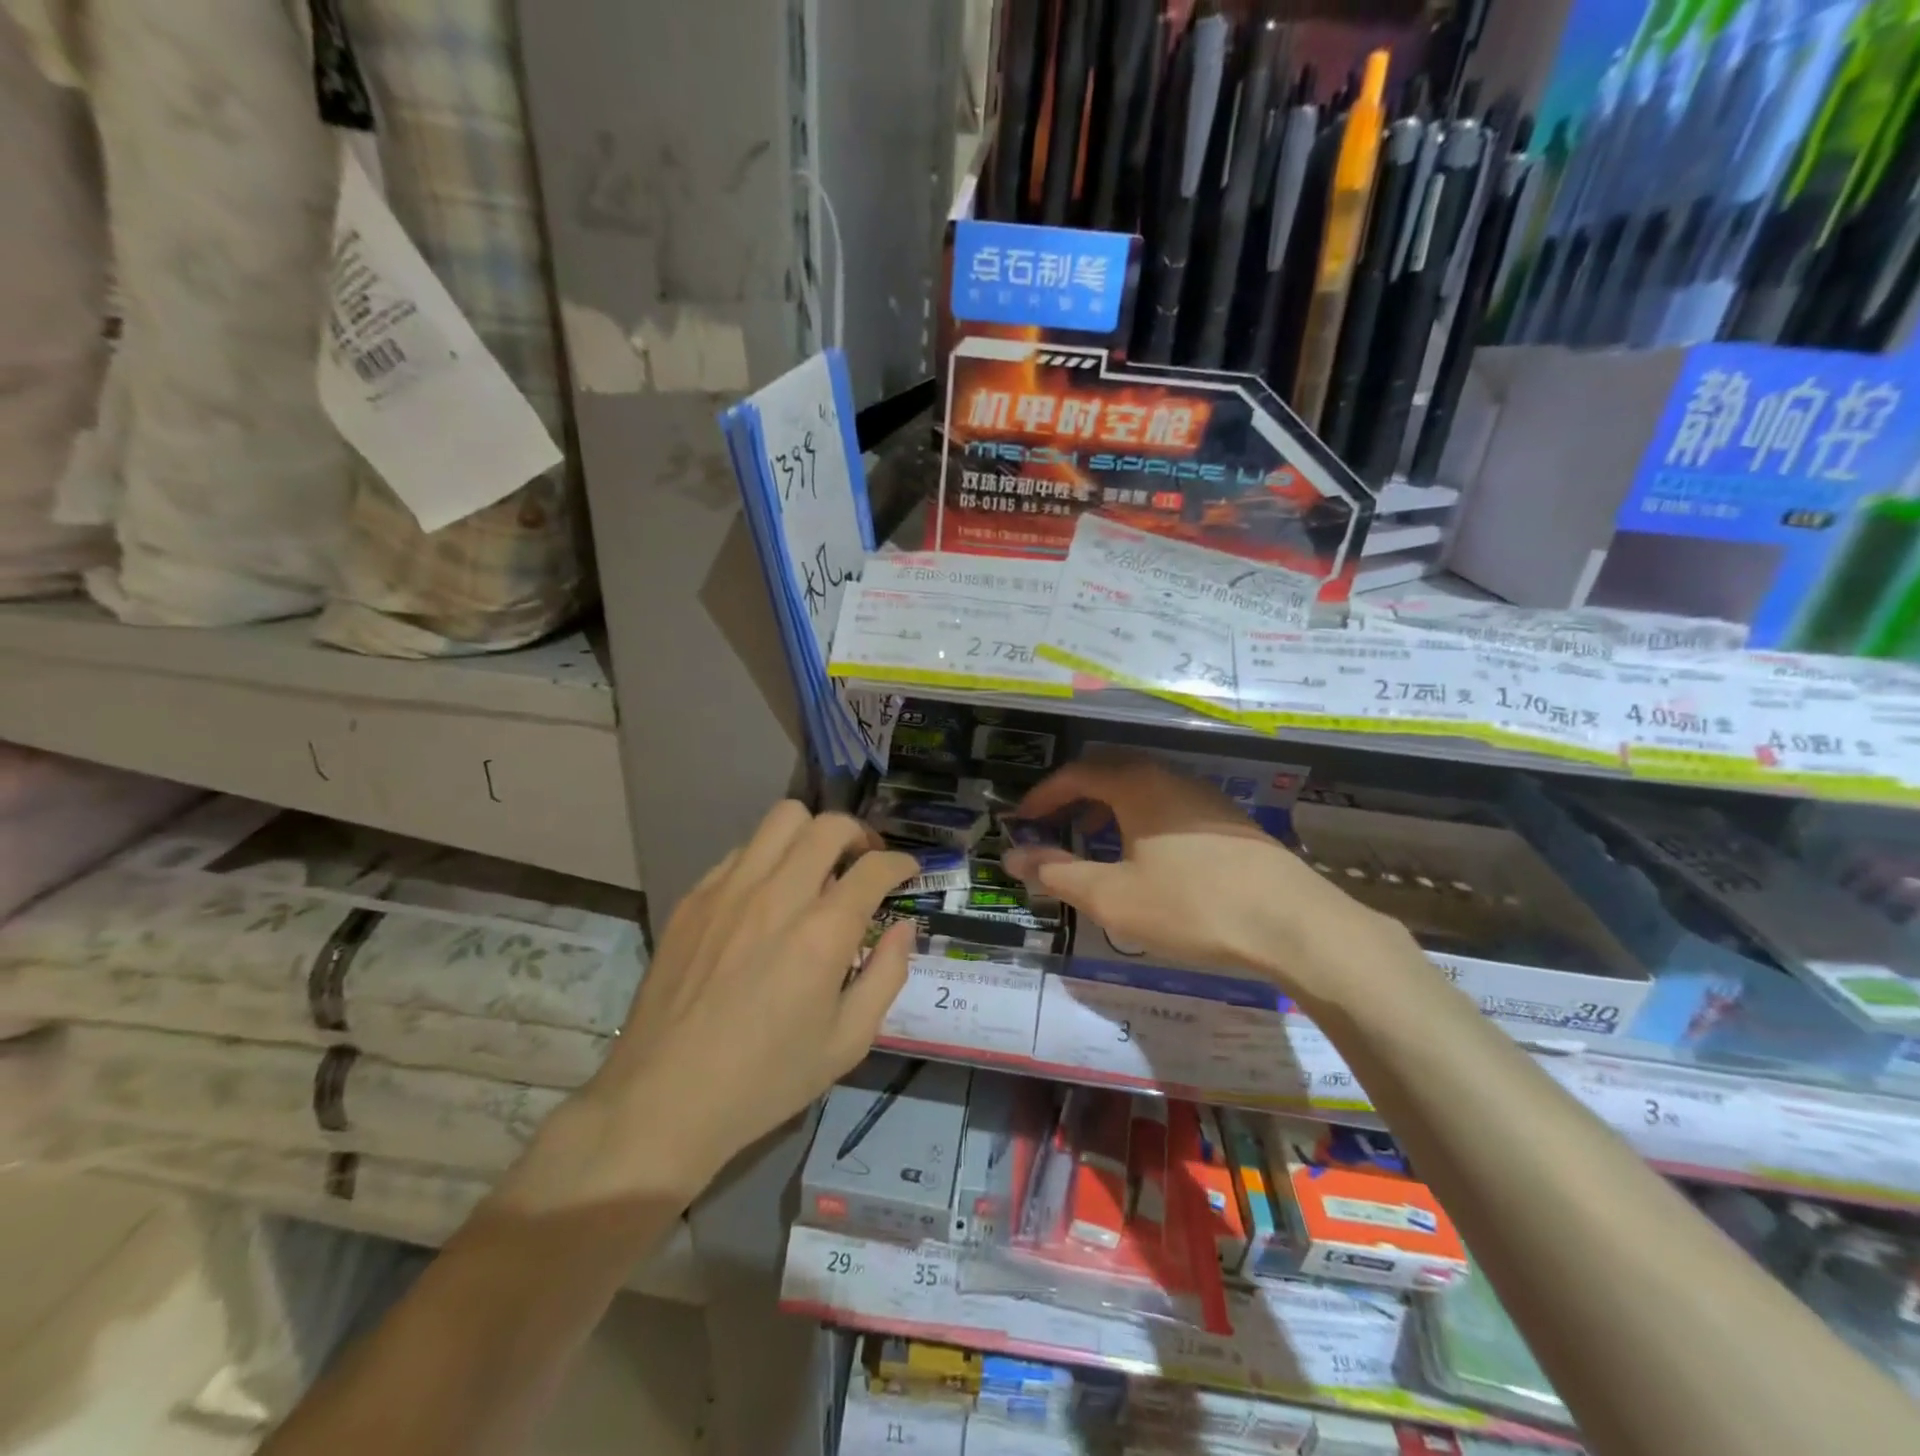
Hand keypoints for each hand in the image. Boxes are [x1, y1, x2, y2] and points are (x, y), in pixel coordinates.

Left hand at [498, 802, 916, 1217]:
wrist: (664, 1100)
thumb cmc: (765, 1079)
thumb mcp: (847, 1043)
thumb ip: (886, 975)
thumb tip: (902, 927)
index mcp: (822, 933)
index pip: (874, 868)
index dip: (901, 863)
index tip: (907, 872)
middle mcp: (778, 895)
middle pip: (829, 826)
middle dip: (860, 836)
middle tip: (864, 863)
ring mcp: (729, 890)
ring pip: (782, 819)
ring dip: (812, 835)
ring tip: (816, 868)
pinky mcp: (693, 898)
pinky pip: (741, 852)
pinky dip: (767, 859)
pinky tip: (766, 897)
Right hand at [1003, 758, 1406, 1003]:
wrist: (1293, 924)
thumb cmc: (1191, 905)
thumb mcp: (1112, 896)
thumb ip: (1057, 873)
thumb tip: (1012, 857)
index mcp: (1137, 784)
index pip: (1076, 773)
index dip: (1042, 796)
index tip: (1020, 821)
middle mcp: (1170, 777)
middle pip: (1109, 773)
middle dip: (1074, 799)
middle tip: (1053, 829)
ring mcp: (1204, 797)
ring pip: (1142, 790)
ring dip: (1108, 811)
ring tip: (1094, 845)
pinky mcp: (1229, 821)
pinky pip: (1168, 807)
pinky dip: (1140, 822)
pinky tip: (1146, 859)